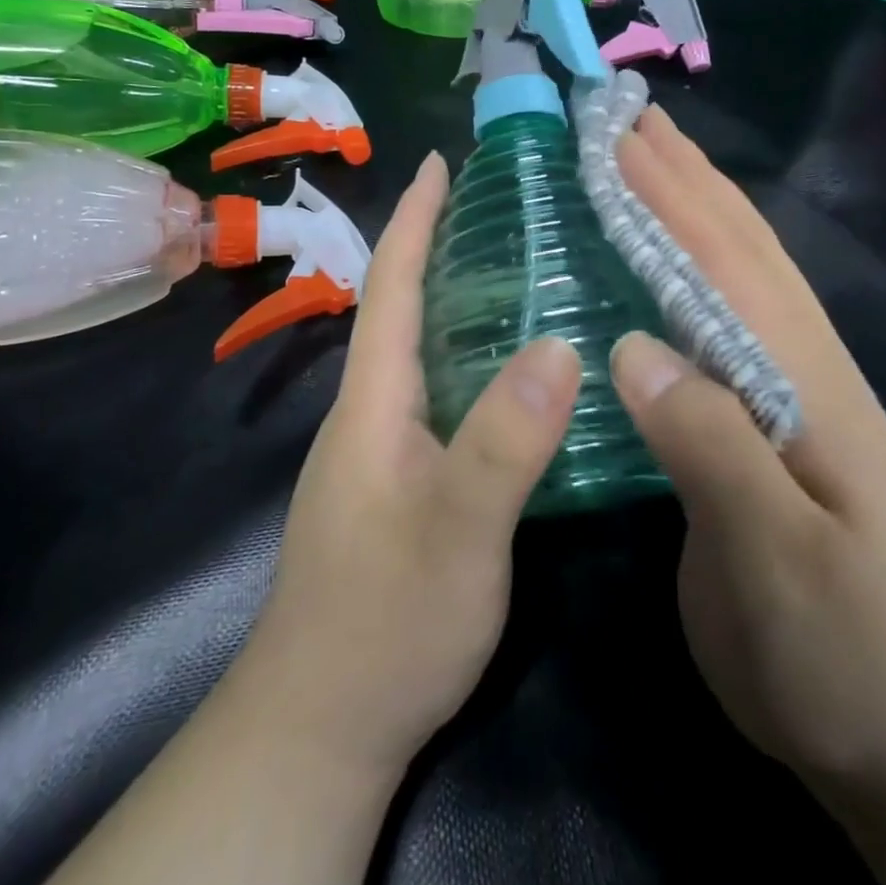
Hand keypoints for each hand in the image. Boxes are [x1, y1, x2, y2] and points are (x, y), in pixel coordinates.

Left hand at [235, 150, 580, 779]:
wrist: (324, 724)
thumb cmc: (386, 621)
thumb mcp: (458, 530)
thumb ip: (505, 440)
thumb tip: (560, 344)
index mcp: (375, 399)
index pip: (392, 286)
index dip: (414, 219)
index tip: (439, 161)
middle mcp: (373, 409)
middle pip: (405, 308)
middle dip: (441, 245)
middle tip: (504, 206)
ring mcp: (384, 448)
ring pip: (423, 350)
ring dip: (459, 299)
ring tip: (522, 266)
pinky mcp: (401, 481)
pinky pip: (440, 392)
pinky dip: (472, 357)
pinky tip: (516, 370)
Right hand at [611, 107, 885, 796]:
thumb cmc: (841, 645)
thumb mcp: (777, 562)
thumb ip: (713, 448)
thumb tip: (633, 348)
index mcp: (803, 379)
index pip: (728, 262)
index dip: (670, 194)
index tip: (616, 135)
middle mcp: (797, 362)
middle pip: (737, 244)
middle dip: (681, 173)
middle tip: (622, 117)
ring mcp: (784, 386)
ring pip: (735, 270)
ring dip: (690, 203)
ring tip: (641, 157)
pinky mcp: (760, 416)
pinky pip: (717, 314)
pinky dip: (687, 263)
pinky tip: (658, 257)